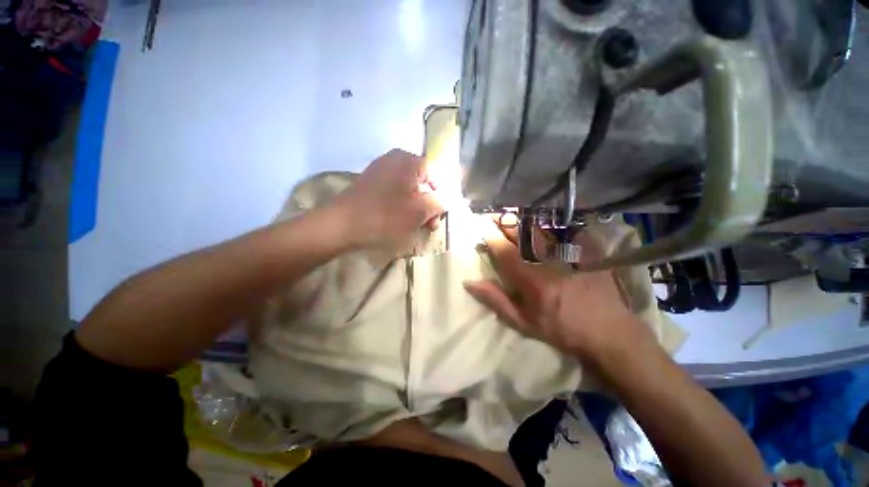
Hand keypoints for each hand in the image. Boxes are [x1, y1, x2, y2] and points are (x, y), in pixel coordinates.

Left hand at [332, 149, 443, 249]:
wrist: (342, 224)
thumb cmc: (385, 217)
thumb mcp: (419, 212)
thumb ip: (438, 203)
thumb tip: (445, 199)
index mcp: (409, 161)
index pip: (435, 176)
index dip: (439, 197)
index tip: (437, 216)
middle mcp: (394, 159)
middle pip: (421, 181)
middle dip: (427, 203)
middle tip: (428, 223)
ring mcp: (379, 169)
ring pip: (407, 188)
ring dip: (414, 206)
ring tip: (414, 225)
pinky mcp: (369, 182)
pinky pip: (393, 191)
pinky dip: (400, 204)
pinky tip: (398, 219)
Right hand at [464, 222, 659, 364]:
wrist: (608, 331)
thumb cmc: (560, 328)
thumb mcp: (523, 321)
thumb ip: (495, 300)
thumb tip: (470, 283)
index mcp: (531, 279)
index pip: (505, 251)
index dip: (491, 238)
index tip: (482, 230)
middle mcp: (548, 261)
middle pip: (522, 234)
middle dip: (504, 222)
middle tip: (493, 215)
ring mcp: (569, 253)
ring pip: (541, 228)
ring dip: (523, 219)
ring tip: (510, 213)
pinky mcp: (586, 250)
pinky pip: (565, 229)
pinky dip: (549, 222)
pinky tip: (540, 218)